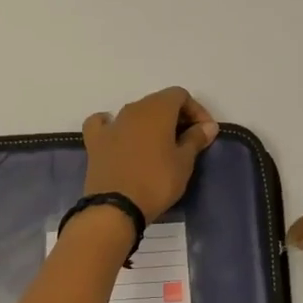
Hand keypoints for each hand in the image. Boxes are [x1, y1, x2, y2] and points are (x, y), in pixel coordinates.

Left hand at [81, 87, 218, 222]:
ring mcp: (112, 124)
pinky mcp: (95, 141)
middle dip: (175, 117)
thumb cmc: (156, 182)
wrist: (115, 207)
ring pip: (135, 113)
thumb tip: (208, 125)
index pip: (180, 95)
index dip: (196, 110)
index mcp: (157, 109)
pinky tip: (120, 137)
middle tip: (187, 141)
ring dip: (150, 124)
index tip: (204, 132)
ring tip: (161, 146)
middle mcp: (133, 109)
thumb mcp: (184, 163)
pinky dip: (115, 126)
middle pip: (158, 102)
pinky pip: (104, 124)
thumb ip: (196, 139)